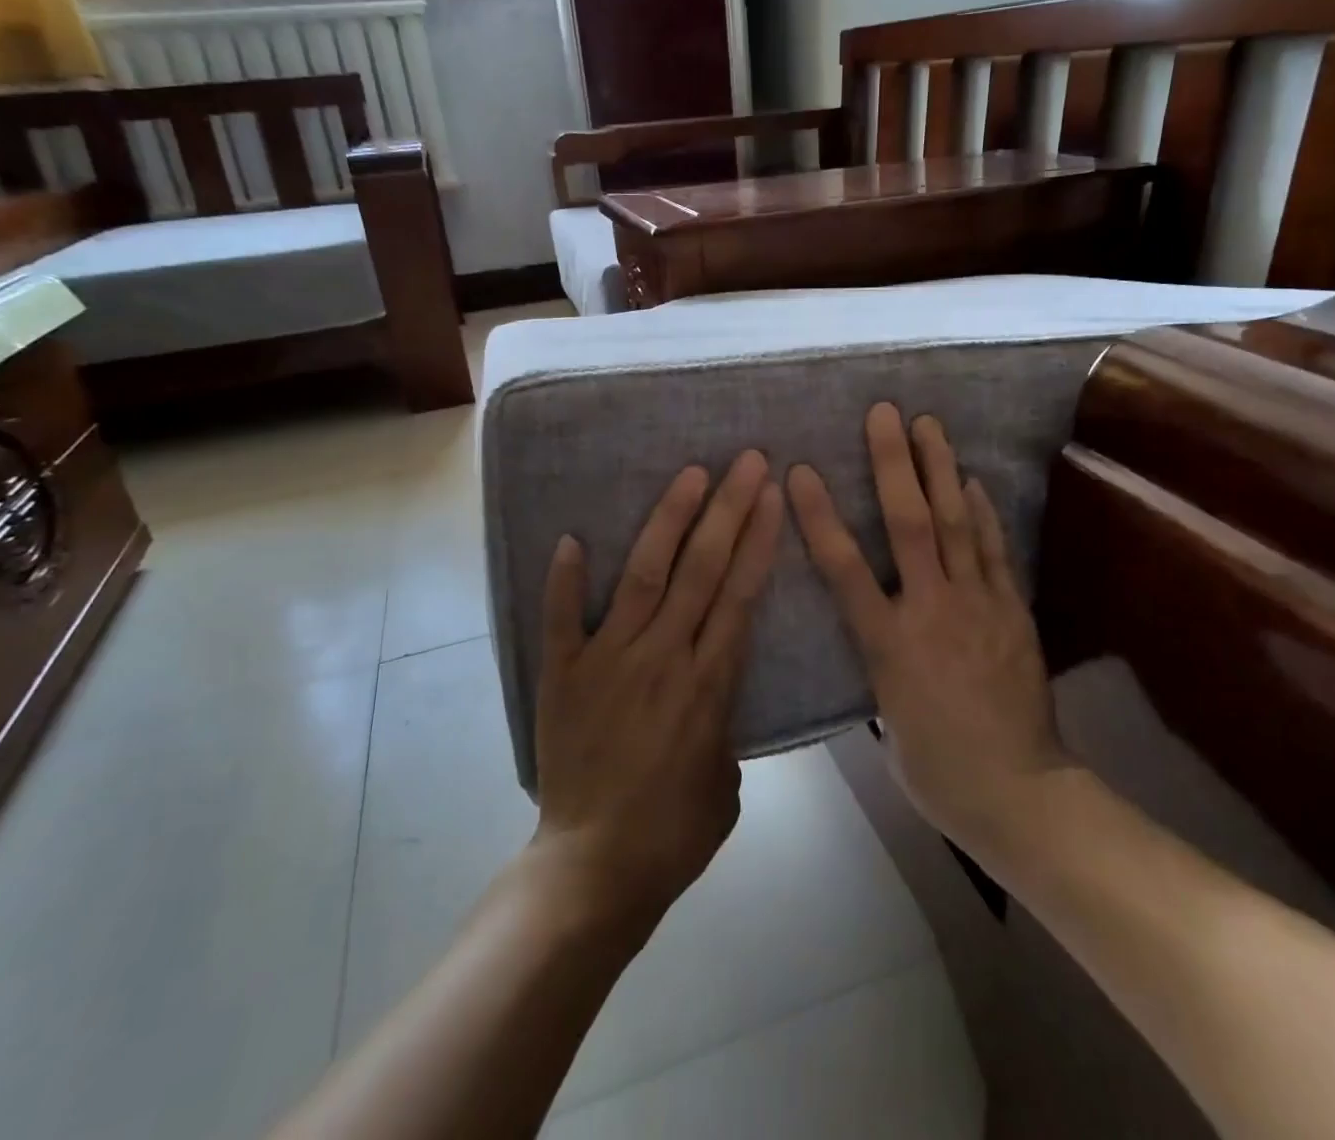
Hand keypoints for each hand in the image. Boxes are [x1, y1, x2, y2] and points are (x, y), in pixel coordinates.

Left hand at [534, 451, 783, 934]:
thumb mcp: (726, 782)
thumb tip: (710, 693)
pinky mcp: (563, 676)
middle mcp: (662, 657)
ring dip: (669, 521)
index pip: (740, 594)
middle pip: (701, 569)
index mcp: (708, 684)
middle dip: (728, 510)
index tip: (772, 495)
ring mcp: (608, 661)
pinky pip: (562, 618)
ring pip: (645, 576)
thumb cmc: (672, 835)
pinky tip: (573, 538)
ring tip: (690, 475)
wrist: (593, 873)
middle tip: (745, 461)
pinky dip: (566, 579)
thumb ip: (724, 725)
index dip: (758, 540)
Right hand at [787, 404, 1069, 859]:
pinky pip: (995, 551)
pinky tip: (974, 480)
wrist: (1020, 792)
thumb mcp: (888, 716)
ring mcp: (978, 605)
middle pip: (909, 524)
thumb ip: (880, 661)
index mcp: (888, 643)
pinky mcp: (1012, 611)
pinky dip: (984, 512)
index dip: (820, 516)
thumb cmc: (936, 768)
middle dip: (893, 464)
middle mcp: (931, 610)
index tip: (800, 471)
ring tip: (930, 424)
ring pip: (957, 524)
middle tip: (885, 413)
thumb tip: (880, 630)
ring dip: (941, 469)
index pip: (844, 568)